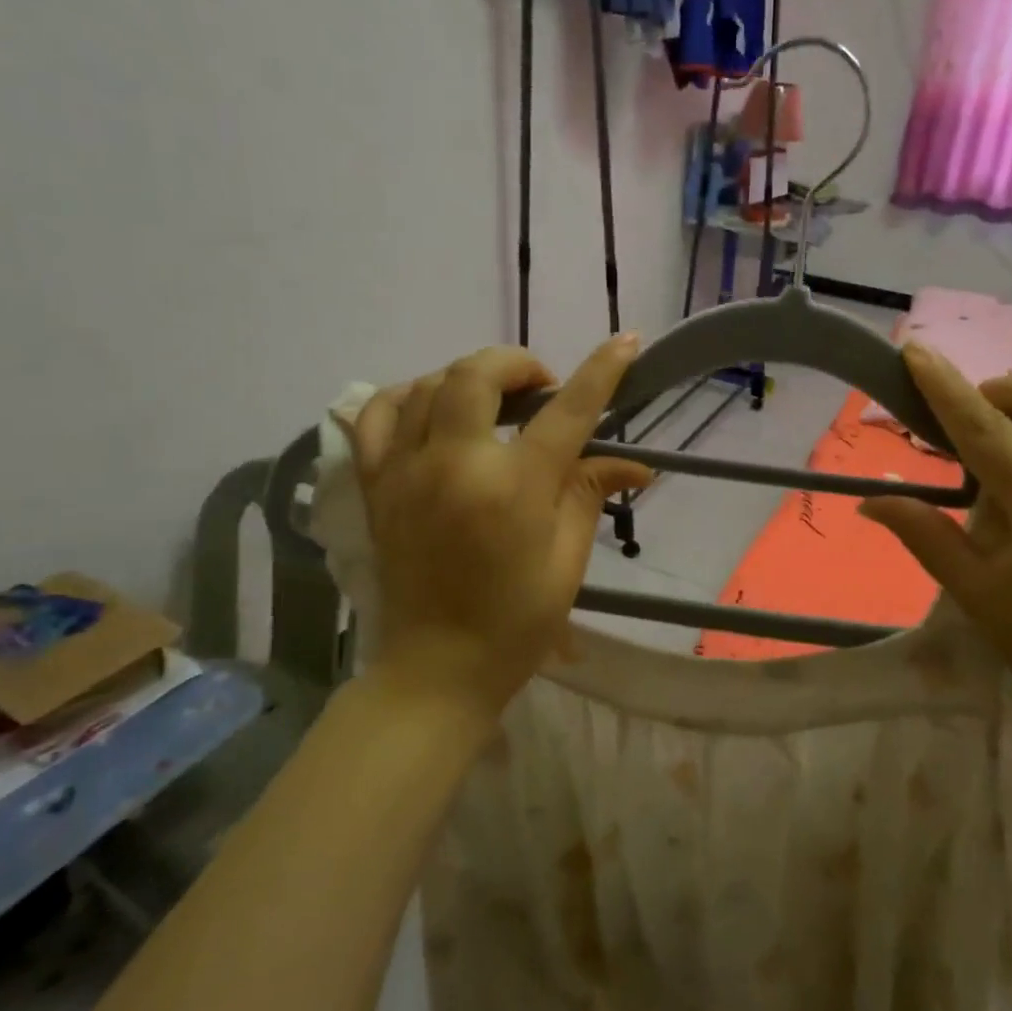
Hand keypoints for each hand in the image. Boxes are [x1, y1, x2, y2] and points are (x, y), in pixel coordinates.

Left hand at [336, 339, 649, 725]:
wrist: (437, 669)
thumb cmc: (516, 621)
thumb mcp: (567, 560)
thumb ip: (590, 495)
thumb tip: (636, 465)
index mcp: (513, 489)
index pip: (566, 411)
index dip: (601, 370)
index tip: (627, 341)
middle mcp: (454, 465)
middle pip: (478, 374)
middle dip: (517, 363)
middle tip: (542, 386)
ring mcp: (404, 471)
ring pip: (427, 384)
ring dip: (468, 376)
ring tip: (493, 398)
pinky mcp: (375, 485)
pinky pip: (375, 415)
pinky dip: (406, 395)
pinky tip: (430, 406)